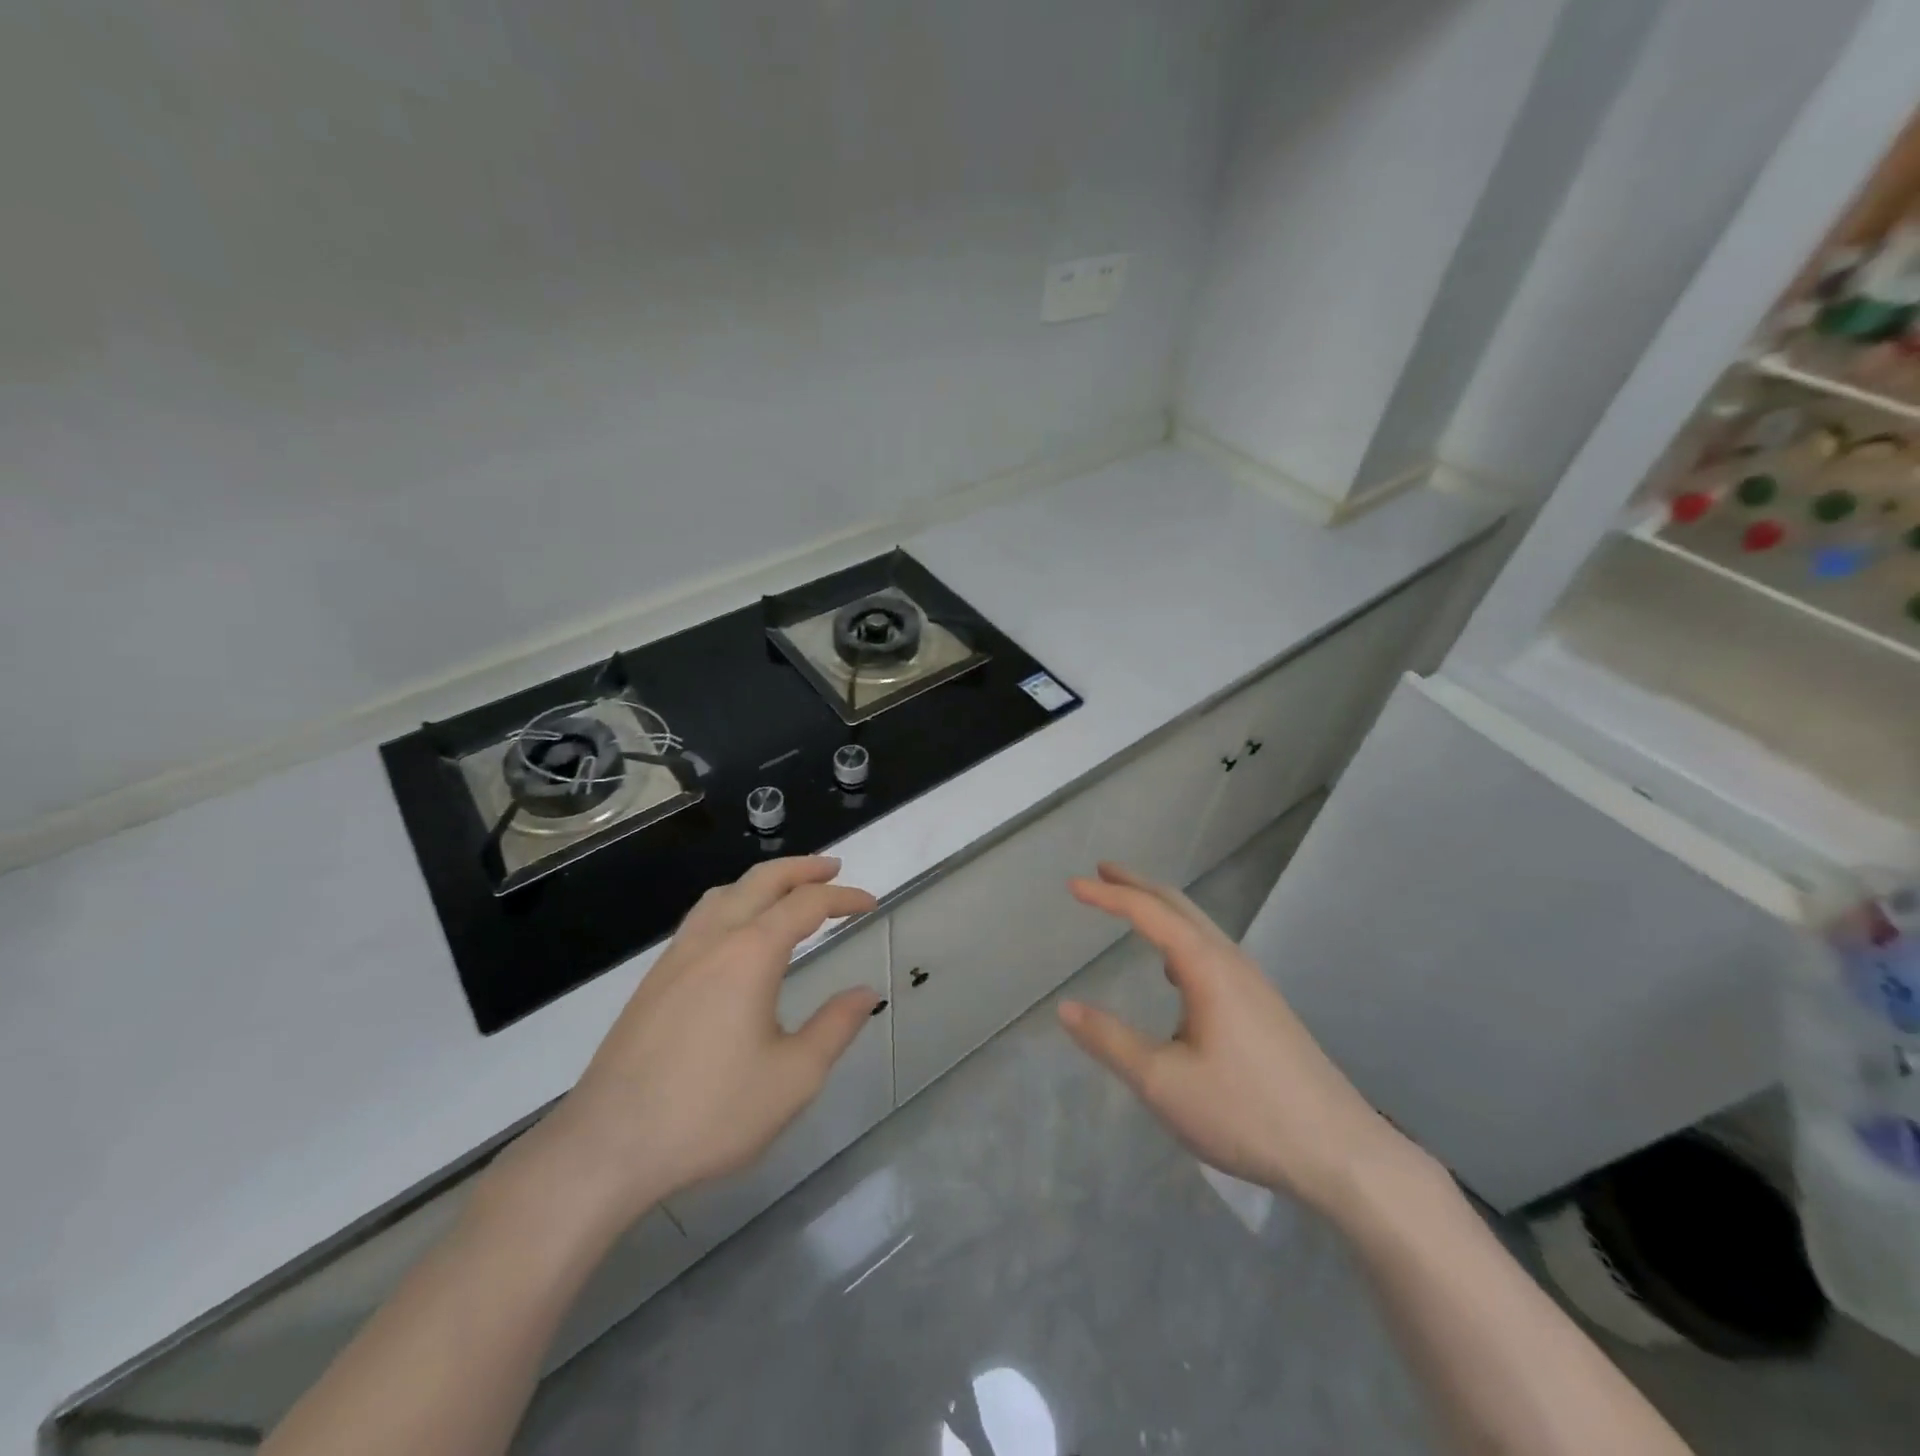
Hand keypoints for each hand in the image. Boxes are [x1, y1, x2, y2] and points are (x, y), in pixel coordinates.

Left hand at [543, 857, 880, 1228]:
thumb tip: (866, 993)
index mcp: (750, 954)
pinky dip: (732, 902)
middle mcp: (712, 940)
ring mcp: (677, 957)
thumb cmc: (710, 1112)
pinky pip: (701, 917)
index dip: (843, 898)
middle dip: (802, 868)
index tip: (870, 904)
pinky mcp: (654, 980)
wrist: (607, 1146)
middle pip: (761, 881)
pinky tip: (735, 933)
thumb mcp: (793, 1078)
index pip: (806, 905)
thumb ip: (835, 1027)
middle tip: (833, 869)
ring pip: (724, 893)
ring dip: (762, 881)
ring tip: (786, 890)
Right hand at [1058, 863, 1415, 1213]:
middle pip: (1180, 906)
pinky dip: (1181, 939)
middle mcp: (1232, 962)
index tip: (1072, 884)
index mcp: (1206, 968)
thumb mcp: (1163, 1082)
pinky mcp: (1264, 1008)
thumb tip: (1065, 1009)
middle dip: (1138, 886)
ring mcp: (1254, 984)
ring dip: (1161, 910)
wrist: (1341, 1154)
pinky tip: (1174, 974)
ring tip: (1131, 910)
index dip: (1108, 895)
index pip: (1150, 913)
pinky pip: (1213, 952)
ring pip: (1200, 928)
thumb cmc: (1246, 1113)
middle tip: (1101, 872)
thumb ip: (1110, 1041)